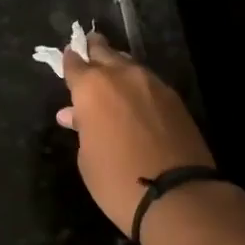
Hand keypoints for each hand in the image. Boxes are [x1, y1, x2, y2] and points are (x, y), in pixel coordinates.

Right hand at [60, 34, 215, 237]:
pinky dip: (138, 85)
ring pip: (129, 65)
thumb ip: (81, 128)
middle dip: (95, 51)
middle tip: (89, 48)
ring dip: (118, 67)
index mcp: (92, 87)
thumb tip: (74, 115)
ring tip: (111, 75)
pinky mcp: (175, 99)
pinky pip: (148, 82)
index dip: (69, 62)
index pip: (75, 63)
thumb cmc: (116, 179)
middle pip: (105, 52)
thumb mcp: (87, 157)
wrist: (176, 196)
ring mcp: (152, 85)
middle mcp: (122, 76)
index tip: (67, 59)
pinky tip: (135, 97)